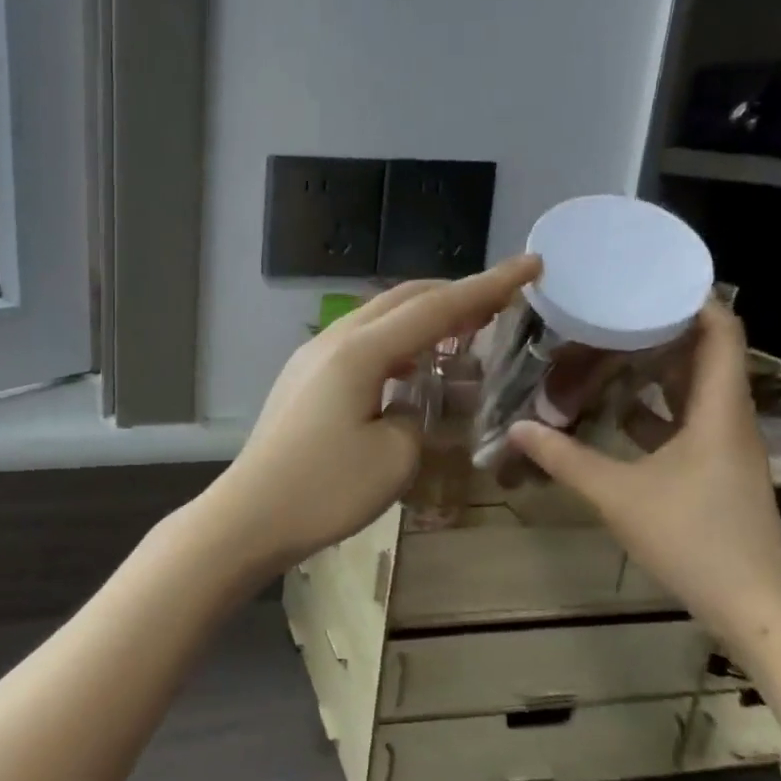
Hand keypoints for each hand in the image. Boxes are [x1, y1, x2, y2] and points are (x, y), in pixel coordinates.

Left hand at [205, 255, 542, 571]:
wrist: (250, 515)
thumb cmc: (325, 489)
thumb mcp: (395, 457)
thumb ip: (418, 415)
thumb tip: (410, 401)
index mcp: (361, 351)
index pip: (437, 308)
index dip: (488, 286)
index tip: (530, 264)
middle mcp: (334, 340)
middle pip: (403, 299)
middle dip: (454, 295)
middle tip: (498, 303)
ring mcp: (312, 357)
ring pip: (378, 318)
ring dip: (422, 319)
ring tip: (461, 334)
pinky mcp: (302, 379)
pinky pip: (358, 343)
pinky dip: (394, 344)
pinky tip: (410, 367)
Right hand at [506, 300, 780, 655]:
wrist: (755, 606)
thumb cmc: (694, 538)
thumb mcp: (619, 494)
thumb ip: (566, 458)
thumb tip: (517, 428)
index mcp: (718, 410)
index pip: (722, 332)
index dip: (693, 299)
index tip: (647, 279)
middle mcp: (728, 419)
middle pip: (706, 355)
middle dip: (662, 329)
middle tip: (609, 311)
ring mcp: (724, 447)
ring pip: (694, 390)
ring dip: (656, 368)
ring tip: (605, 348)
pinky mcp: (714, 470)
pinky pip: (686, 421)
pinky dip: (654, 408)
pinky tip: (615, 409)